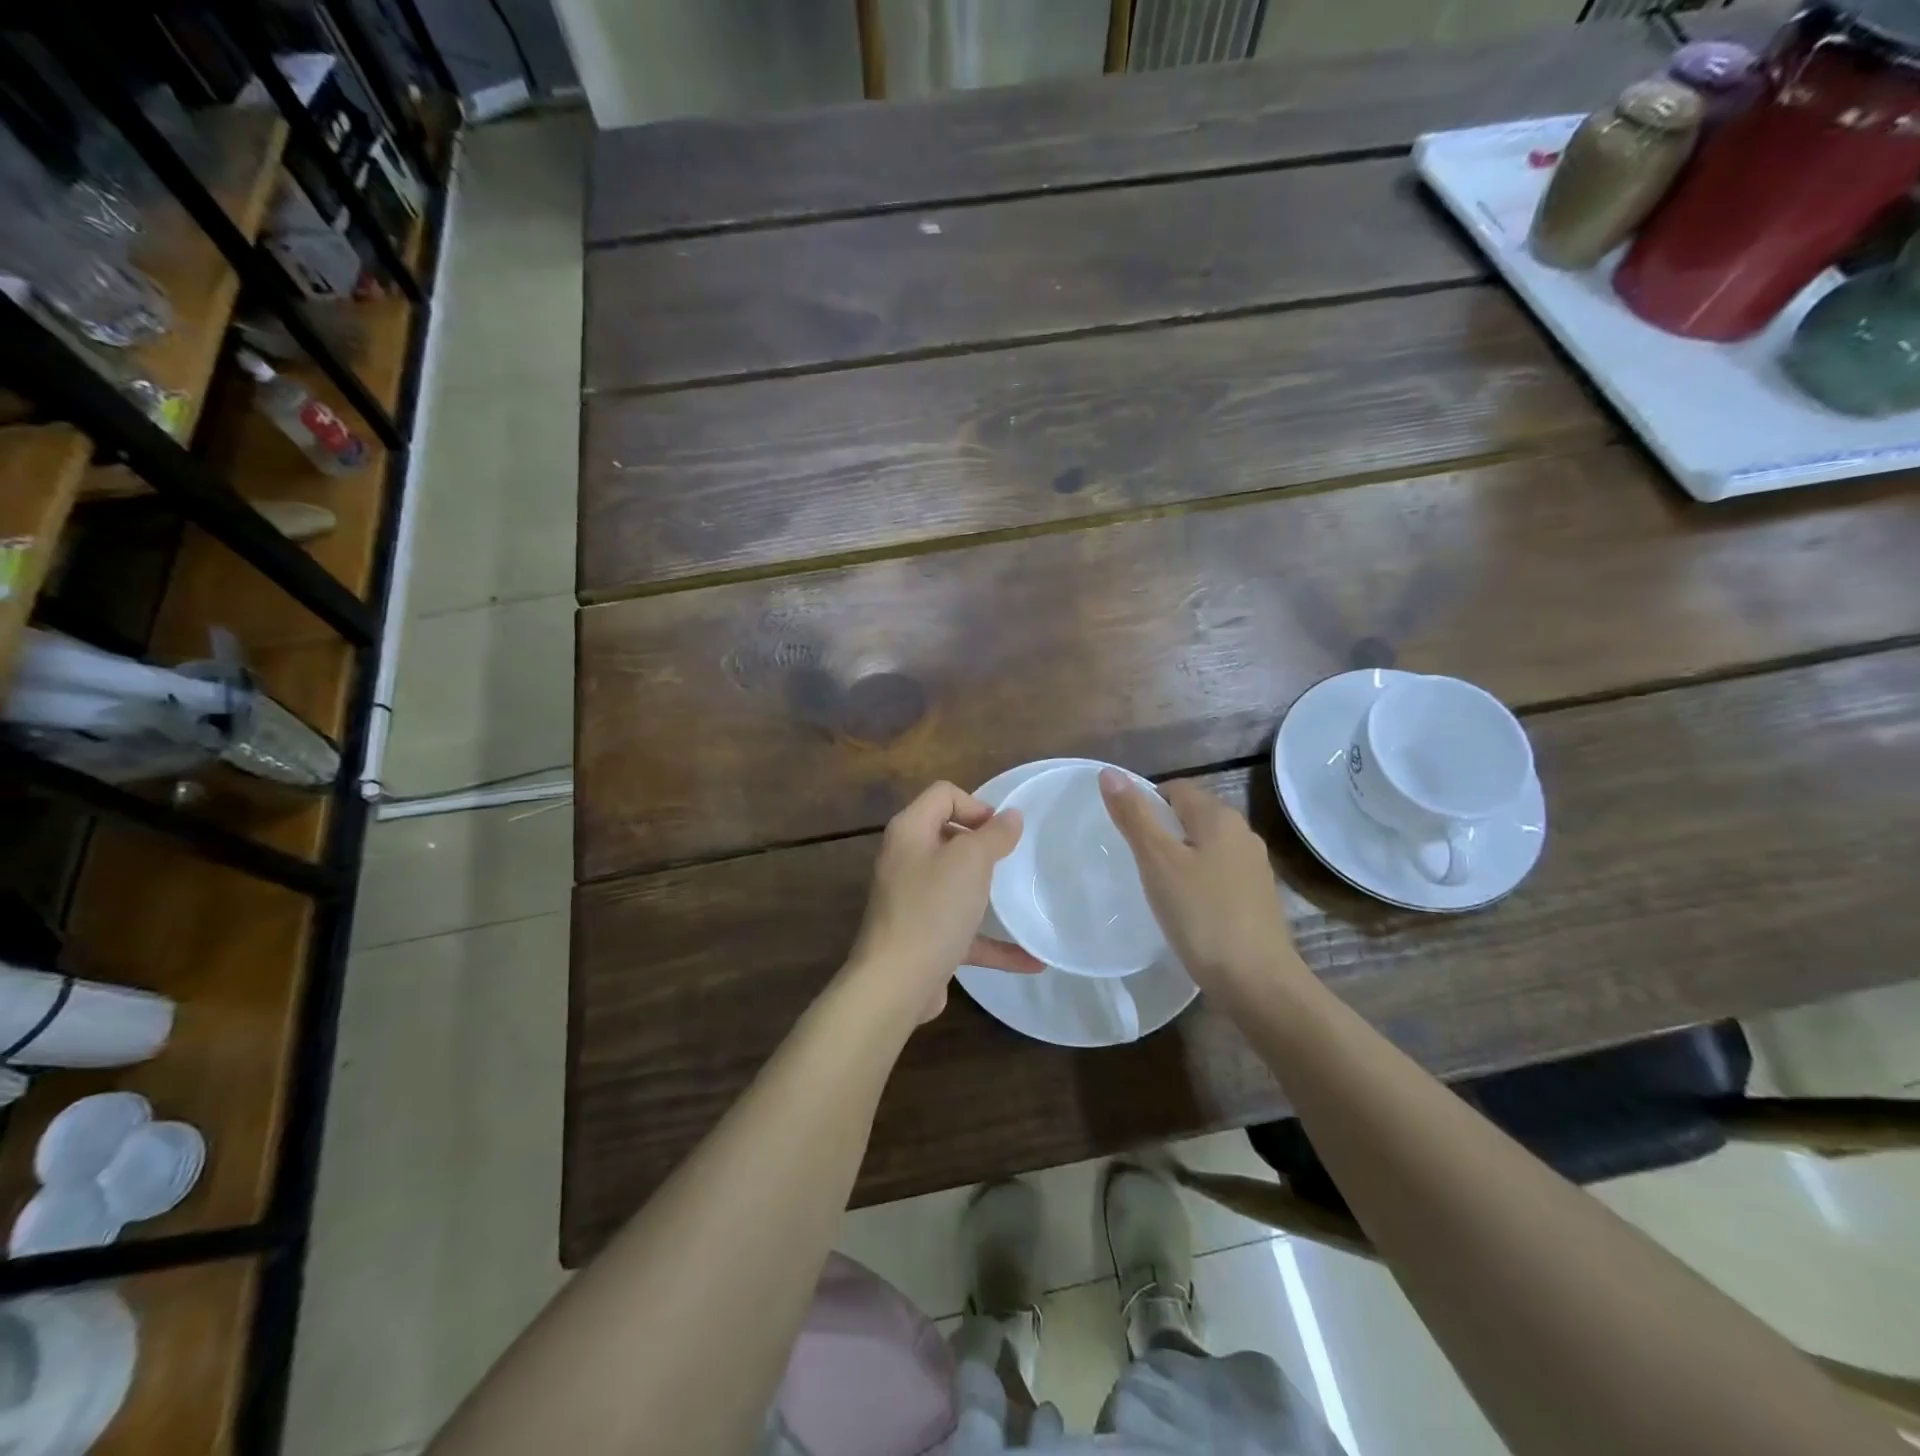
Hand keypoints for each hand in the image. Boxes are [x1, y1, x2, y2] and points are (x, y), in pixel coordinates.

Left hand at [843, 781, 1044, 1024]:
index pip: (943, 794)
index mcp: (910, 831)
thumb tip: (1011, 815)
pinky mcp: (923, 938)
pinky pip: (963, 931)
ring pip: (955, 885)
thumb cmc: (933, 909)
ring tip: (1021, 898)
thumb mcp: (970, 861)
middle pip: (948, 836)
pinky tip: (1030, 959)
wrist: (896, 983)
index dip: (976, 805)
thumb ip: (994, 835)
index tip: (1002, 832)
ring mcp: (912, 901)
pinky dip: (992, 941)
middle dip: (983, 846)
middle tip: (1012, 861)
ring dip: (988, 893)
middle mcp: (906, 860)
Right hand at [1098, 769, 1303, 996]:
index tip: (1124, 834)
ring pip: (1204, 846)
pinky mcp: (1256, 897)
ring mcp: (1253, 866)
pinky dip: (1196, 880)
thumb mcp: (1158, 861)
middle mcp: (1242, 833)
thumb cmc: (1201, 914)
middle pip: (1191, 815)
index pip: (1174, 788)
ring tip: (1153, 884)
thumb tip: (1109, 772)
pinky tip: (1182, 906)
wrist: (1256, 981)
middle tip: (1133, 859)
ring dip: (1178, 856)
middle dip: (1161, 830)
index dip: (1145, 802)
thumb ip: (1134, 815)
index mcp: (1219, 816)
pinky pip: (1216, 873)